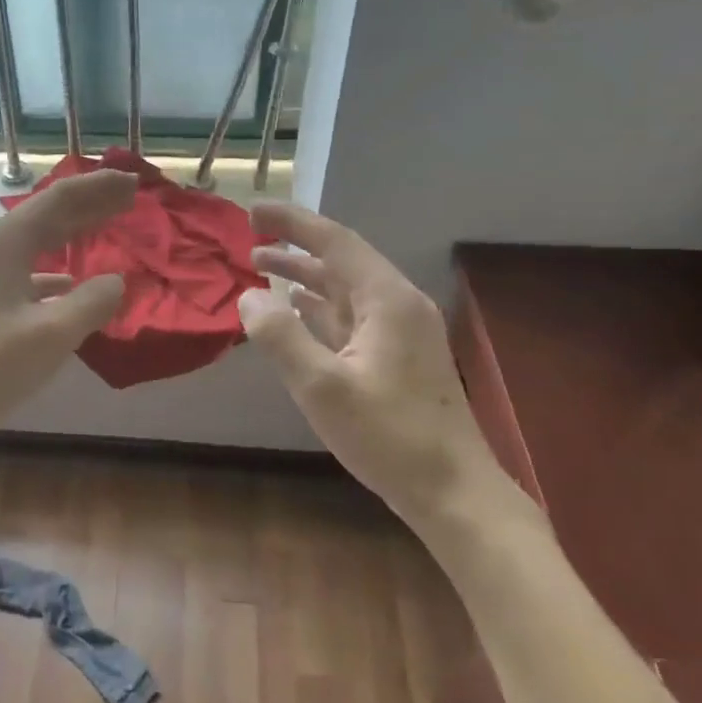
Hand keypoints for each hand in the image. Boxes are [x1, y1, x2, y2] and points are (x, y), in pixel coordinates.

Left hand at [0, 168, 135, 434]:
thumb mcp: (51, 334)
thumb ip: (91, 302)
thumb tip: (116, 281)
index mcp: (6, 243)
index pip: (60, 199)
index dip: (99, 188)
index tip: (133, 180)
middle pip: (48, 214)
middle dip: (90, 203)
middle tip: (129, 195)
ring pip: (37, 241)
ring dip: (73, 232)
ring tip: (106, 226)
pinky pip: (27, 268)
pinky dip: (55, 268)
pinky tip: (70, 282)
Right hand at [239, 204, 507, 526]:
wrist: (452, 490)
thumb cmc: (388, 436)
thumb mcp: (322, 387)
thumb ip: (280, 336)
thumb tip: (248, 295)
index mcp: (386, 299)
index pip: (333, 241)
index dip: (291, 222)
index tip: (252, 211)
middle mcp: (397, 304)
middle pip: (340, 260)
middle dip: (294, 246)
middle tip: (249, 238)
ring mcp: (401, 331)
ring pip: (345, 289)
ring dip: (304, 276)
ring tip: (261, 266)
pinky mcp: (399, 356)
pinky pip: (352, 315)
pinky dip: (320, 306)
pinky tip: (296, 309)